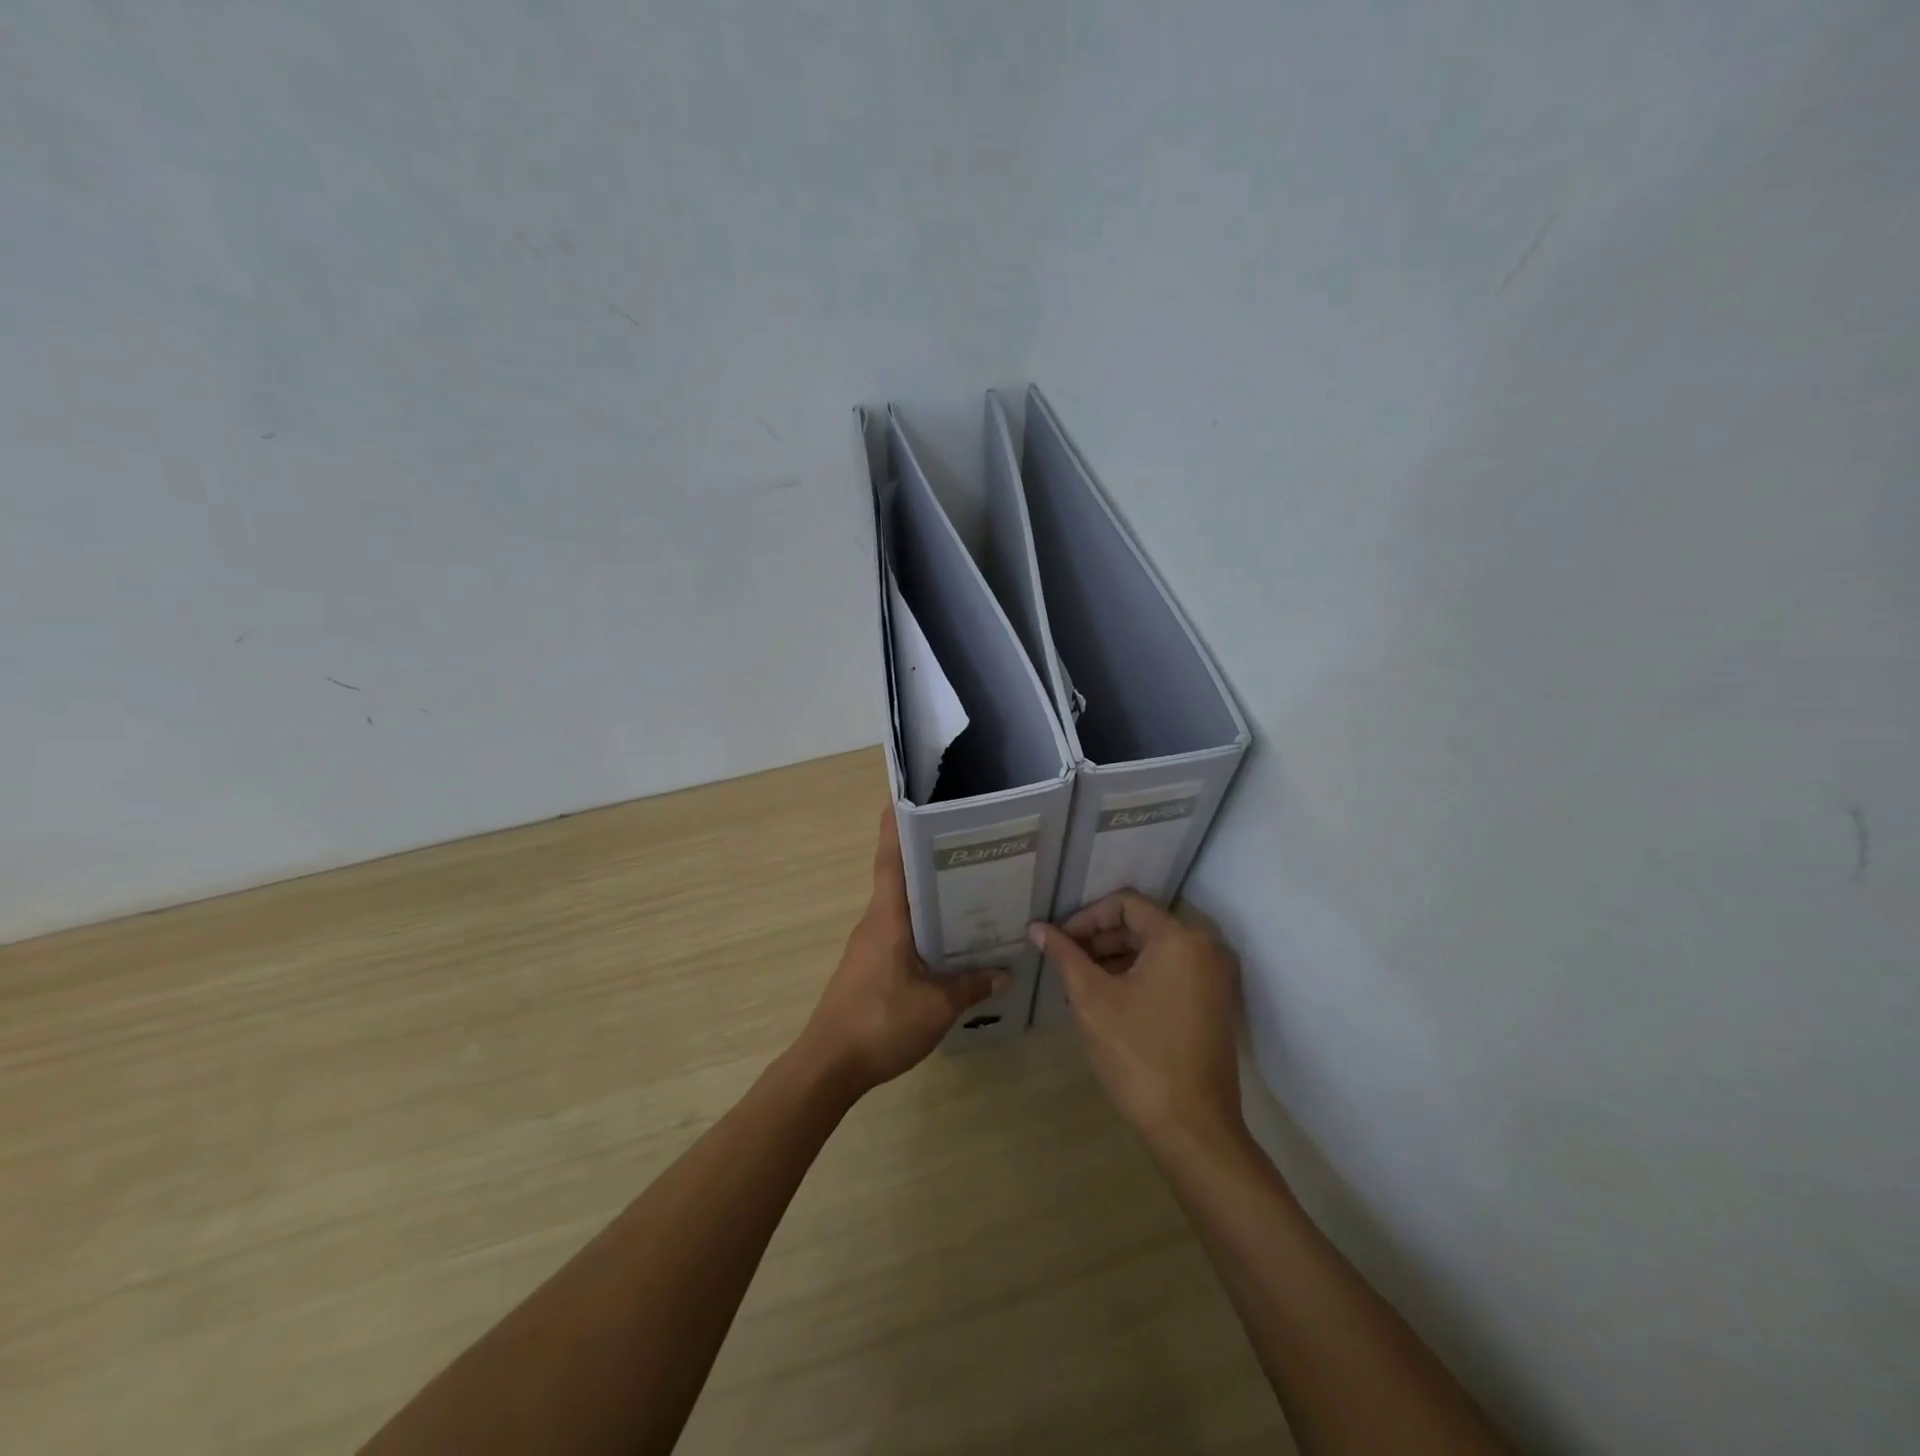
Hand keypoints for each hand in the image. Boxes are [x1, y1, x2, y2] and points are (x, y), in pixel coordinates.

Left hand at [797, 809, 1003, 1094]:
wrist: (829, 1065)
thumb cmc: (880, 1022)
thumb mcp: (937, 1007)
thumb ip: (971, 986)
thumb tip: (1004, 971)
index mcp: (888, 918)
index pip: (889, 858)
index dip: (895, 825)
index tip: (905, 794)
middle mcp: (876, 922)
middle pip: (900, 877)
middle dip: (928, 856)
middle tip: (968, 843)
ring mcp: (870, 944)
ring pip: (903, 907)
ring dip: (929, 895)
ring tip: (970, 888)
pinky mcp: (870, 966)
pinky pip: (901, 933)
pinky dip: (924, 926)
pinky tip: (950, 941)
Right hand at [1029, 892, 1243, 1148]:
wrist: (1193, 1129)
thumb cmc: (1138, 1056)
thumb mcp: (1092, 1000)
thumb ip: (1065, 955)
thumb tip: (1037, 928)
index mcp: (1179, 939)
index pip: (1125, 904)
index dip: (1086, 918)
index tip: (1058, 942)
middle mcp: (1205, 948)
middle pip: (1141, 925)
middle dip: (1098, 940)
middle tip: (1064, 963)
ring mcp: (1215, 978)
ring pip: (1154, 950)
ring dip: (1114, 959)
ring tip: (1078, 983)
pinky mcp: (1214, 1004)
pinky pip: (1170, 973)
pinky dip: (1137, 977)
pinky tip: (1107, 1000)